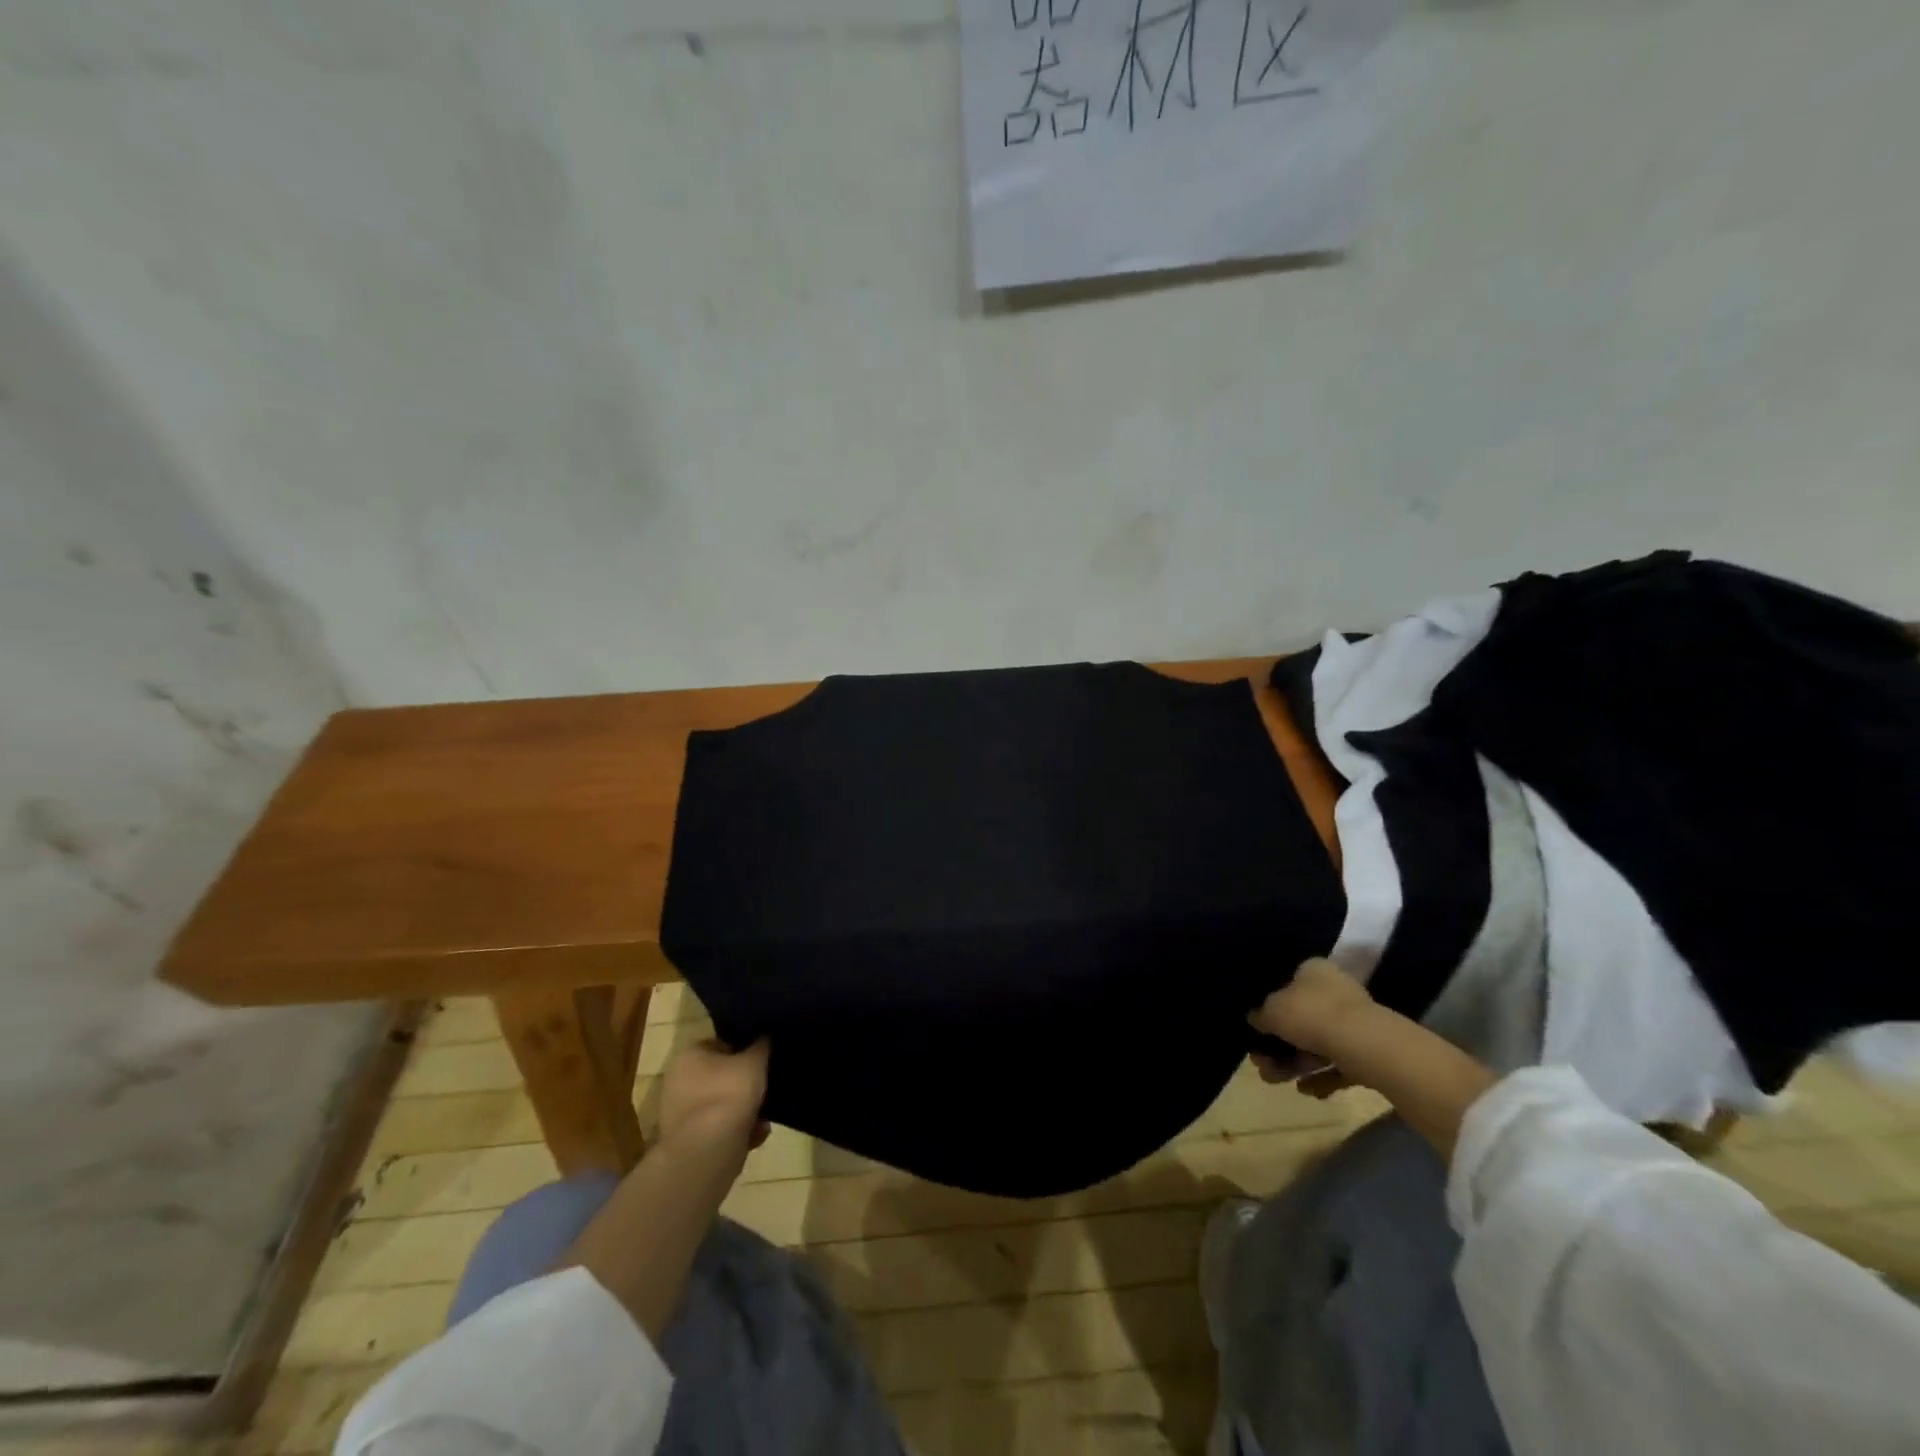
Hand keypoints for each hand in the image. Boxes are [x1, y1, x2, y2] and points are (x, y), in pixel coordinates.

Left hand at [657, 1038, 770, 1152]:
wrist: (707, 1151)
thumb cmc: (729, 1093)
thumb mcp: (755, 1061)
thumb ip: (761, 1046)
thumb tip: (763, 1037)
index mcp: (688, 1056)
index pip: (719, 1044)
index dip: (743, 1050)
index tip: (761, 1059)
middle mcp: (678, 1082)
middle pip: (719, 1077)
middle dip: (743, 1084)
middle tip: (765, 1087)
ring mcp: (680, 1115)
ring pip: (721, 1105)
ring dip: (743, 1110)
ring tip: (765, 1115)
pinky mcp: (688, 1142)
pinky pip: (719, 1129)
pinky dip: (737, 1131)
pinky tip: (757, 1134)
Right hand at [1248, 958, 1376, 1095]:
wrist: (1365, 1046)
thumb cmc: (1311, 1015)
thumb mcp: (1272, 1011)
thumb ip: (1260, 1014)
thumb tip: (1255, 1018)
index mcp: (1314, 970)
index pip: (1289, 981)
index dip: (1271, 1004)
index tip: (1258, 1027)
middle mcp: (1336, 991)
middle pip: (1301, 1018)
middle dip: (1279, 1045)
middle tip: (1261, 1064)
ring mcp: (1355, 1022)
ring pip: (1317, 1044)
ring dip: (1294, 1064)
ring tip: (1276, 1081)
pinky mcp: (1369, 1051)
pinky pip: (1338, 1064)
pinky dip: (1321, 1077)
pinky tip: (1307, 1090)